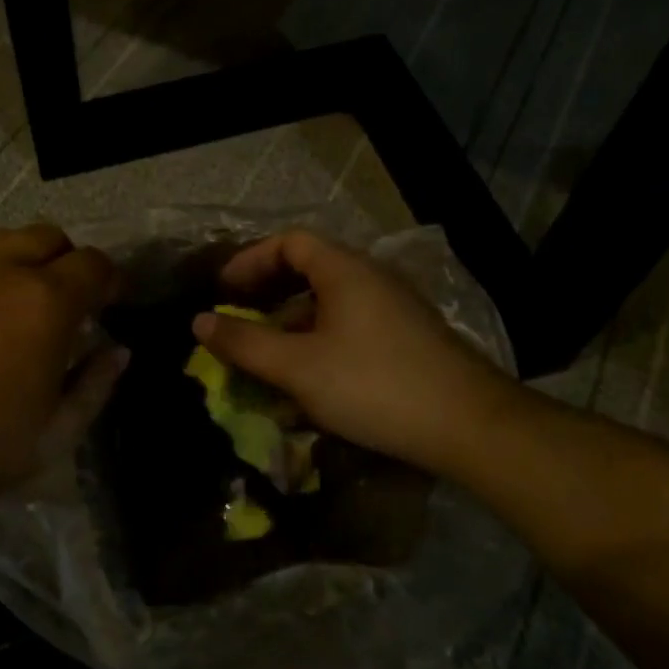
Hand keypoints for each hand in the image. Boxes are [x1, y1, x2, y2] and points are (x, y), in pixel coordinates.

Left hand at [0, 225, 126, 529]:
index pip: (94, 264)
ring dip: (20, 264)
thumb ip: (96, 384)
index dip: (110, 280)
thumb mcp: (55, 434)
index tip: (109, 302)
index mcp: (44, 302)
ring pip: (0, 243)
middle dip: (67, 262)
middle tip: (63, 304)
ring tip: (11, 308)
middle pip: (49, 237)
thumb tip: (117, 350)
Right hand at [192, 230, 509, 479]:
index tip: (222, 291)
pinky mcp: (407, 340)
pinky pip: (350, 328)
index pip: (290, 242)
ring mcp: (394, 309)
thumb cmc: (374, 385)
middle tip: (239, 323)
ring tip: (267, 360)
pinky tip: (310, 383)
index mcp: (345, 271)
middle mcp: (372, 279)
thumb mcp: (298, 367)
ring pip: (330, 305)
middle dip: (267, 296)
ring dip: (292, 326)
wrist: (469, 426)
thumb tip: (199, 322)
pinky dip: (319, 344)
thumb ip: (245, 343)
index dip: (250, 261)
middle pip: (309, 271)